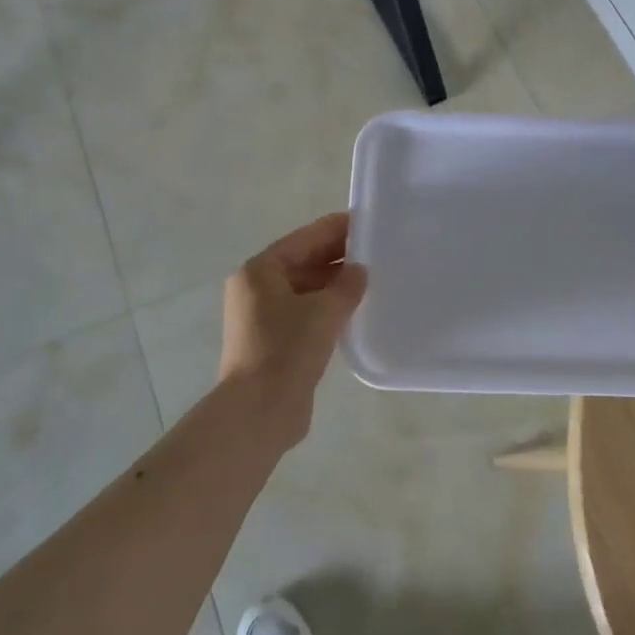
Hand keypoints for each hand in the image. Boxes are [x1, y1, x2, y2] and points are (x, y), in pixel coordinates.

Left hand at [220, 212, 367, 446]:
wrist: (260, 411)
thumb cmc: (287, 350)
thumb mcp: (325, 310)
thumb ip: (347, 285)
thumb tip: (359, 271)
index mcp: (260, 271)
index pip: (305, 238)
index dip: (337, 229)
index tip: (369, 223)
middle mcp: (256, 289)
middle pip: (303, 262)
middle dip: (338, 257)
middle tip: (378, 252)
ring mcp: (262, 317)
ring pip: (306, 289)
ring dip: (335, 284)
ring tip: (373, 280)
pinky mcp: (273, 342)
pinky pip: (305, 313)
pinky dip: (328, 308)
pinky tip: (356, 311)